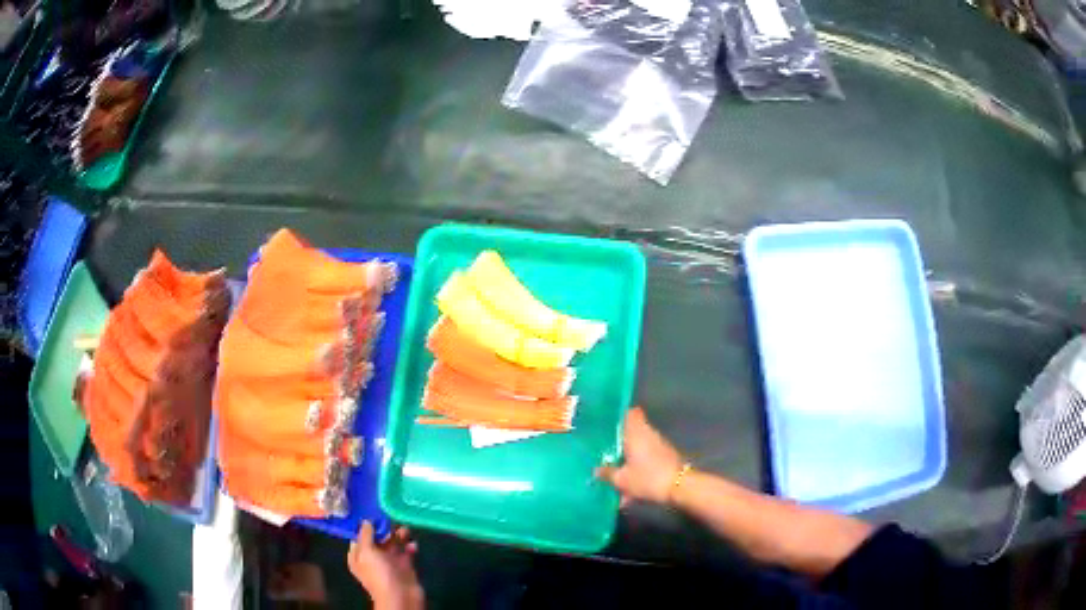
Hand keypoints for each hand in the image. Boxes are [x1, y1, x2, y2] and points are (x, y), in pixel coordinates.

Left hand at [348, 521, 423, 609]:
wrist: (401, 597)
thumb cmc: (379, 574)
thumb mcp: (367, 552)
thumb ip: (366, 535)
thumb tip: (366, 521)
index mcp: (358, 556)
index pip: (359, 536)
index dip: (365, 525)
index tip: (373, 511)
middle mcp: (372, 558)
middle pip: (377, 538)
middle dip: (385, 528)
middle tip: (393, 517)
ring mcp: (389, 563)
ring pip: (393, 543)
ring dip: (399, 535)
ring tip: (406, 529)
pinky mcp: (404, 566)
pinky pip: (406, 552)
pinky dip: (409, 547)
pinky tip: (412, 544)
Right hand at [596, 407, 684, 505]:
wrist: (679, 487)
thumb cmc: (647, 477)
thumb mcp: (622, 479)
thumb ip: (607, 473)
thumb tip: (596, 470)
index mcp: (636, 433)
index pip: (630, 413)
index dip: (619, 416)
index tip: (607, 424)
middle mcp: (648, 434)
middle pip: (632, 433)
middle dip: (620, 444)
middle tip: (605, 454)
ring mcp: (659, 446)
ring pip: (639, 449)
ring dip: (628, 462)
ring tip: (616, 481)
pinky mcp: (665, 458)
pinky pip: (646, 461)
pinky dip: (638, 471)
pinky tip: (629, 493)